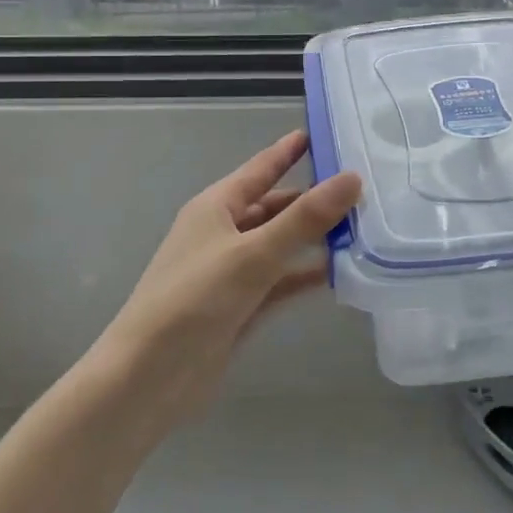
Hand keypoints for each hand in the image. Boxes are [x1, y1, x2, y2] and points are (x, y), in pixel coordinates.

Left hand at [94, 131, 361, 428]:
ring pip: (282, 245)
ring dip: (315, 238)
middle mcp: (224, 233)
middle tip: (365, 190)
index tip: (325, 133)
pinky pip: (282, 281)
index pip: (261, 168)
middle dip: (315, 199)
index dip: (291, 151)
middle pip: (276, 207)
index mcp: (216, 207)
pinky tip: (342, 272)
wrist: (148, 380)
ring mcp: (233, 272)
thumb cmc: (193, 301)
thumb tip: (352, 178)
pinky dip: (307, 275)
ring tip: (364, 228)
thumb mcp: (253, 253)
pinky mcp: (242, 307)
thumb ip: (304, 219)